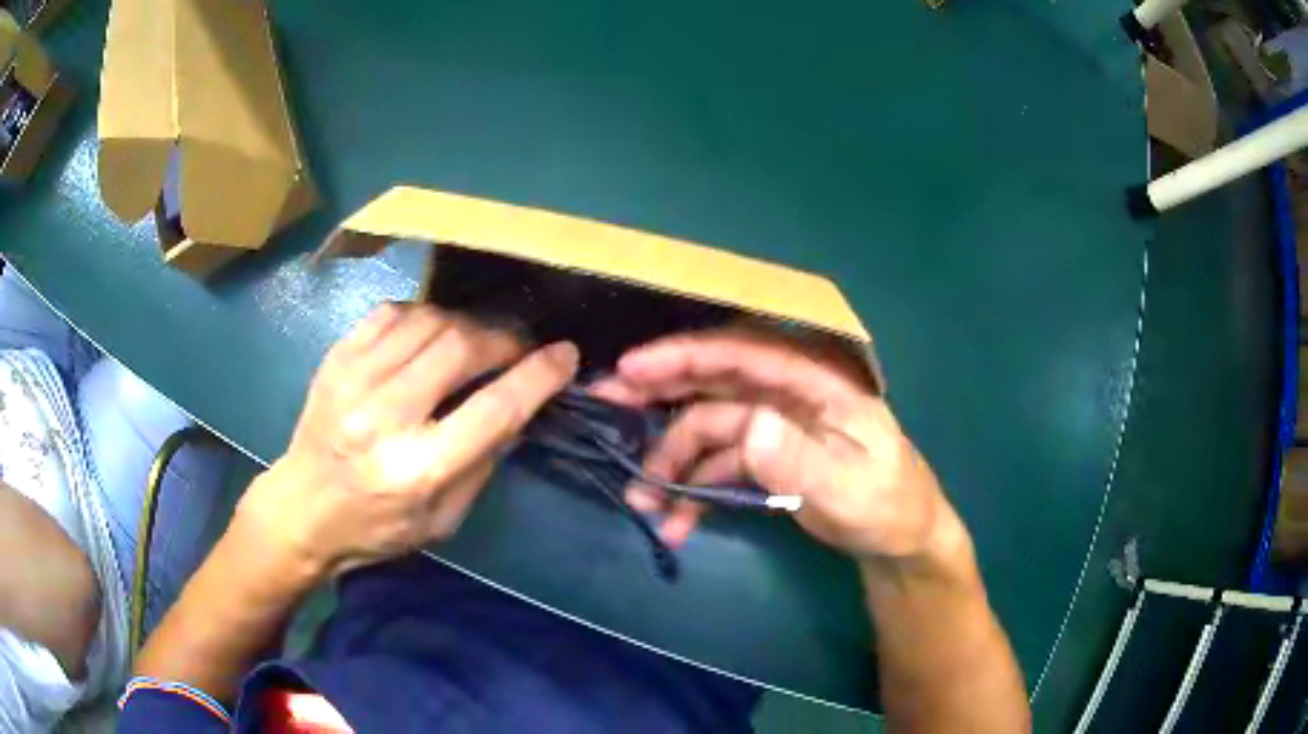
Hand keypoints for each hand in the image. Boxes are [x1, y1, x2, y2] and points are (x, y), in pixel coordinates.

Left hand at [234, 304, 577, 578]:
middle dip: (503, 339)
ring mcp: (353, 381)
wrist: (303, 508)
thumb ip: (484, 461)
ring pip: (429, 321)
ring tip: (475, 342)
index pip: (493, 409)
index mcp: (417, 471)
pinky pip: (392, 312)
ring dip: (466, 324)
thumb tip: (520, 406)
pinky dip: (424, 315)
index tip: (565, 355)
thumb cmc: (378, 526)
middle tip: (518, 347)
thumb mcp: (443, 519)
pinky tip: (430, 335)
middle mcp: (384, 419)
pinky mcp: (336, 358)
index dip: (537, 375)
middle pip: (461, 348)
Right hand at [591, 329, 957, 563]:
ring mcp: (774, 428)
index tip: (632, 367)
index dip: (686, 356)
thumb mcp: (850, 489)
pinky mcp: (766, 459)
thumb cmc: (888, 507)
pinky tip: (675, 525)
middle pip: (715, 383)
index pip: (744, 355)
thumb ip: (801, 460)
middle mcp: (787, 396)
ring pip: (707, 429)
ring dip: (671, 461)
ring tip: (641, 501)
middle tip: (604, 404)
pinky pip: (719, 467)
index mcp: (815, 384)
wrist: (899, 539)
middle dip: (659, 392)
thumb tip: (749, 425)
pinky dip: (693, 492)